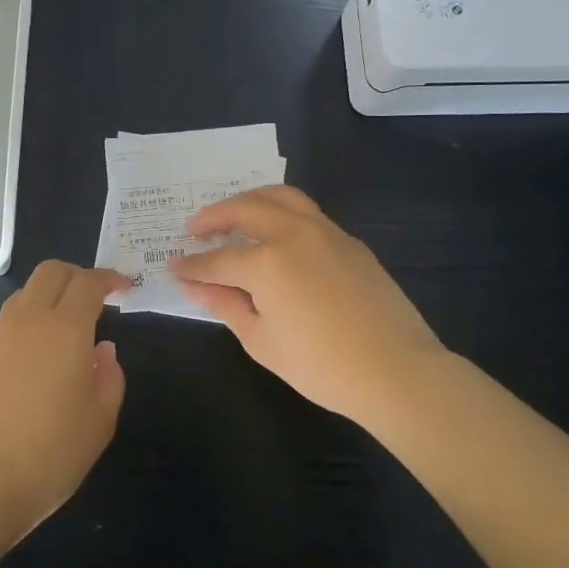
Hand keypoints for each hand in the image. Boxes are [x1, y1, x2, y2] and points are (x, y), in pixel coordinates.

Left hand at [0, 261, 128, 542]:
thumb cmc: (49, 455)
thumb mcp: (99, 421)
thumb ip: (109, 377)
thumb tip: (102, 350)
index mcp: (65, 329)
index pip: (87, 282)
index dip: (109, 278)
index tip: (124, 288)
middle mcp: (28, 322)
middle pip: (50, 272)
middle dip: (77, 274)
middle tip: (97, 297)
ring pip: (25, 294)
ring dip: (50, 296)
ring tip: (69, 326)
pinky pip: (9, 323)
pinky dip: (30, 322)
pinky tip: (40, 358)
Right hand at [169, 186, 446, 426]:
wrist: (395, 370)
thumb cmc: (320, 365)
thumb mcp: (261, 341)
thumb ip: (226, 305)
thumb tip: (196, 287)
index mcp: (267, 262)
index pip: (217, 260)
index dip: (191, 266)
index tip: (173, 266)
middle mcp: (293, 234)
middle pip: (246, 209)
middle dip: (214, 216)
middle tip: (195, 229)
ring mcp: (326, 231)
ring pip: (281, 197)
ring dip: (250, 201)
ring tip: (233, 215)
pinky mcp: (349, 241)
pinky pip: (307, 213)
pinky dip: (281, 212)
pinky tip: (275, 234)